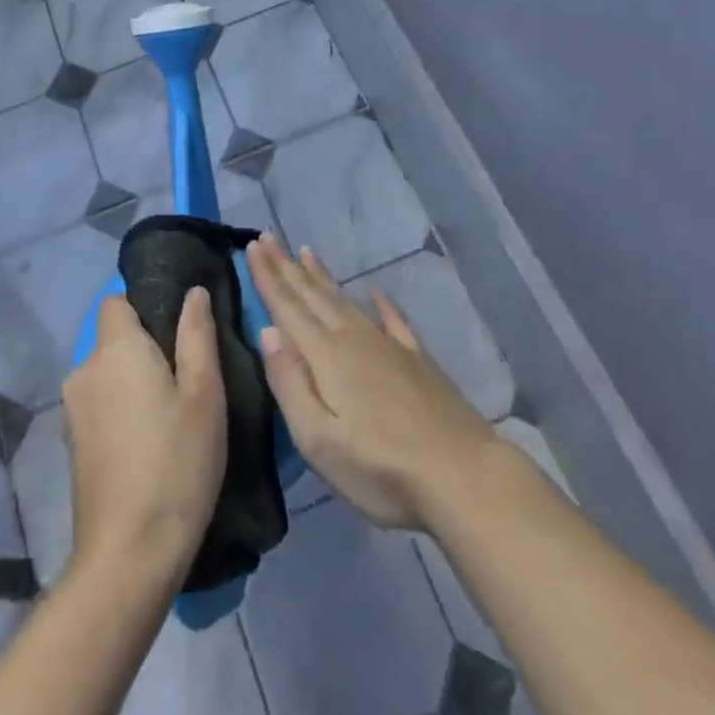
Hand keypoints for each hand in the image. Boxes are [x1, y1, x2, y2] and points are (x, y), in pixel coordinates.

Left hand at [63, 288, 226, 584]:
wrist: (128, 555)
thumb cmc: (176, 464)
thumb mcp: (204, 394)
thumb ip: (197, 334)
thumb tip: (193, 292)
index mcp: (116, 349)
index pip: (116, 300)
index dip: (144, 305)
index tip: (176, 329)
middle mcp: (85, 369)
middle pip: (112, 337)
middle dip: (144, 346)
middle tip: (185, 375)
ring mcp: (73, 409)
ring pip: (106, 372)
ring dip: (132, 380)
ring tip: (170, 410)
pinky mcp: (71, 442)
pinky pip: (98, 403)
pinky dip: (119, 408)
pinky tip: (147, 440)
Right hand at [248, 234, 495, 530]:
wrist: (462, 476)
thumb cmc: (381, 468)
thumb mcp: (318, 440)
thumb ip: (290, 382)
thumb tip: (266, 331)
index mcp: (327, 355)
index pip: (288, 307)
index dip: (268, 276)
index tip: (251, 245)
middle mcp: (355, 338)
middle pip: (313, 295)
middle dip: (287, 266)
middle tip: (267, 238)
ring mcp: (389, 346)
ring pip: (346, 300)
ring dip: (322, 276)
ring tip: (305, 252)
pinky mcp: (418, 360)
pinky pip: (393, 319)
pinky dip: (381, 303)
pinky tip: (376, 291)